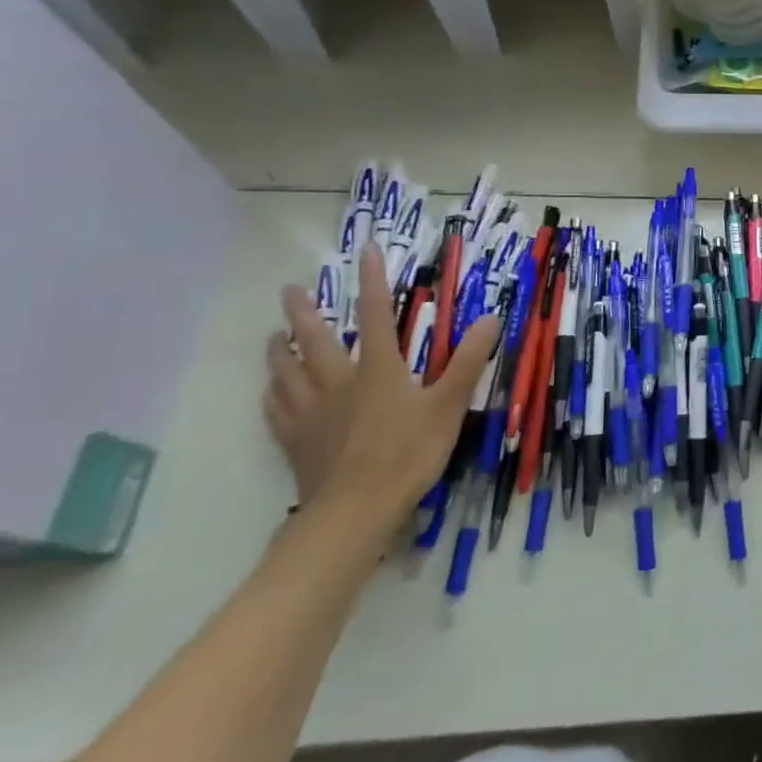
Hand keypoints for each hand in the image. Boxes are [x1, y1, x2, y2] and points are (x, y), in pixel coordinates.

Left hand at [264, 244, 500, 535]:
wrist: (355, 510)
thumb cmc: (408, 453)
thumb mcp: (449, 405)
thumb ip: (469, 361)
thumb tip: (491, 317)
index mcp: (379, 368)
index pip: (376, 314)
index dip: (373, 281)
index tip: (365, 250)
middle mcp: (339, 382)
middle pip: (315, 339)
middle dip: (304, 312)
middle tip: (290, 289)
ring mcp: (312, 412)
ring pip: (287, 372)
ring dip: (280, 350)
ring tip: (273, 336)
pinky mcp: (296, 441)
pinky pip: (276, 410)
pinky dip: (272, 394)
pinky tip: (270, 392)